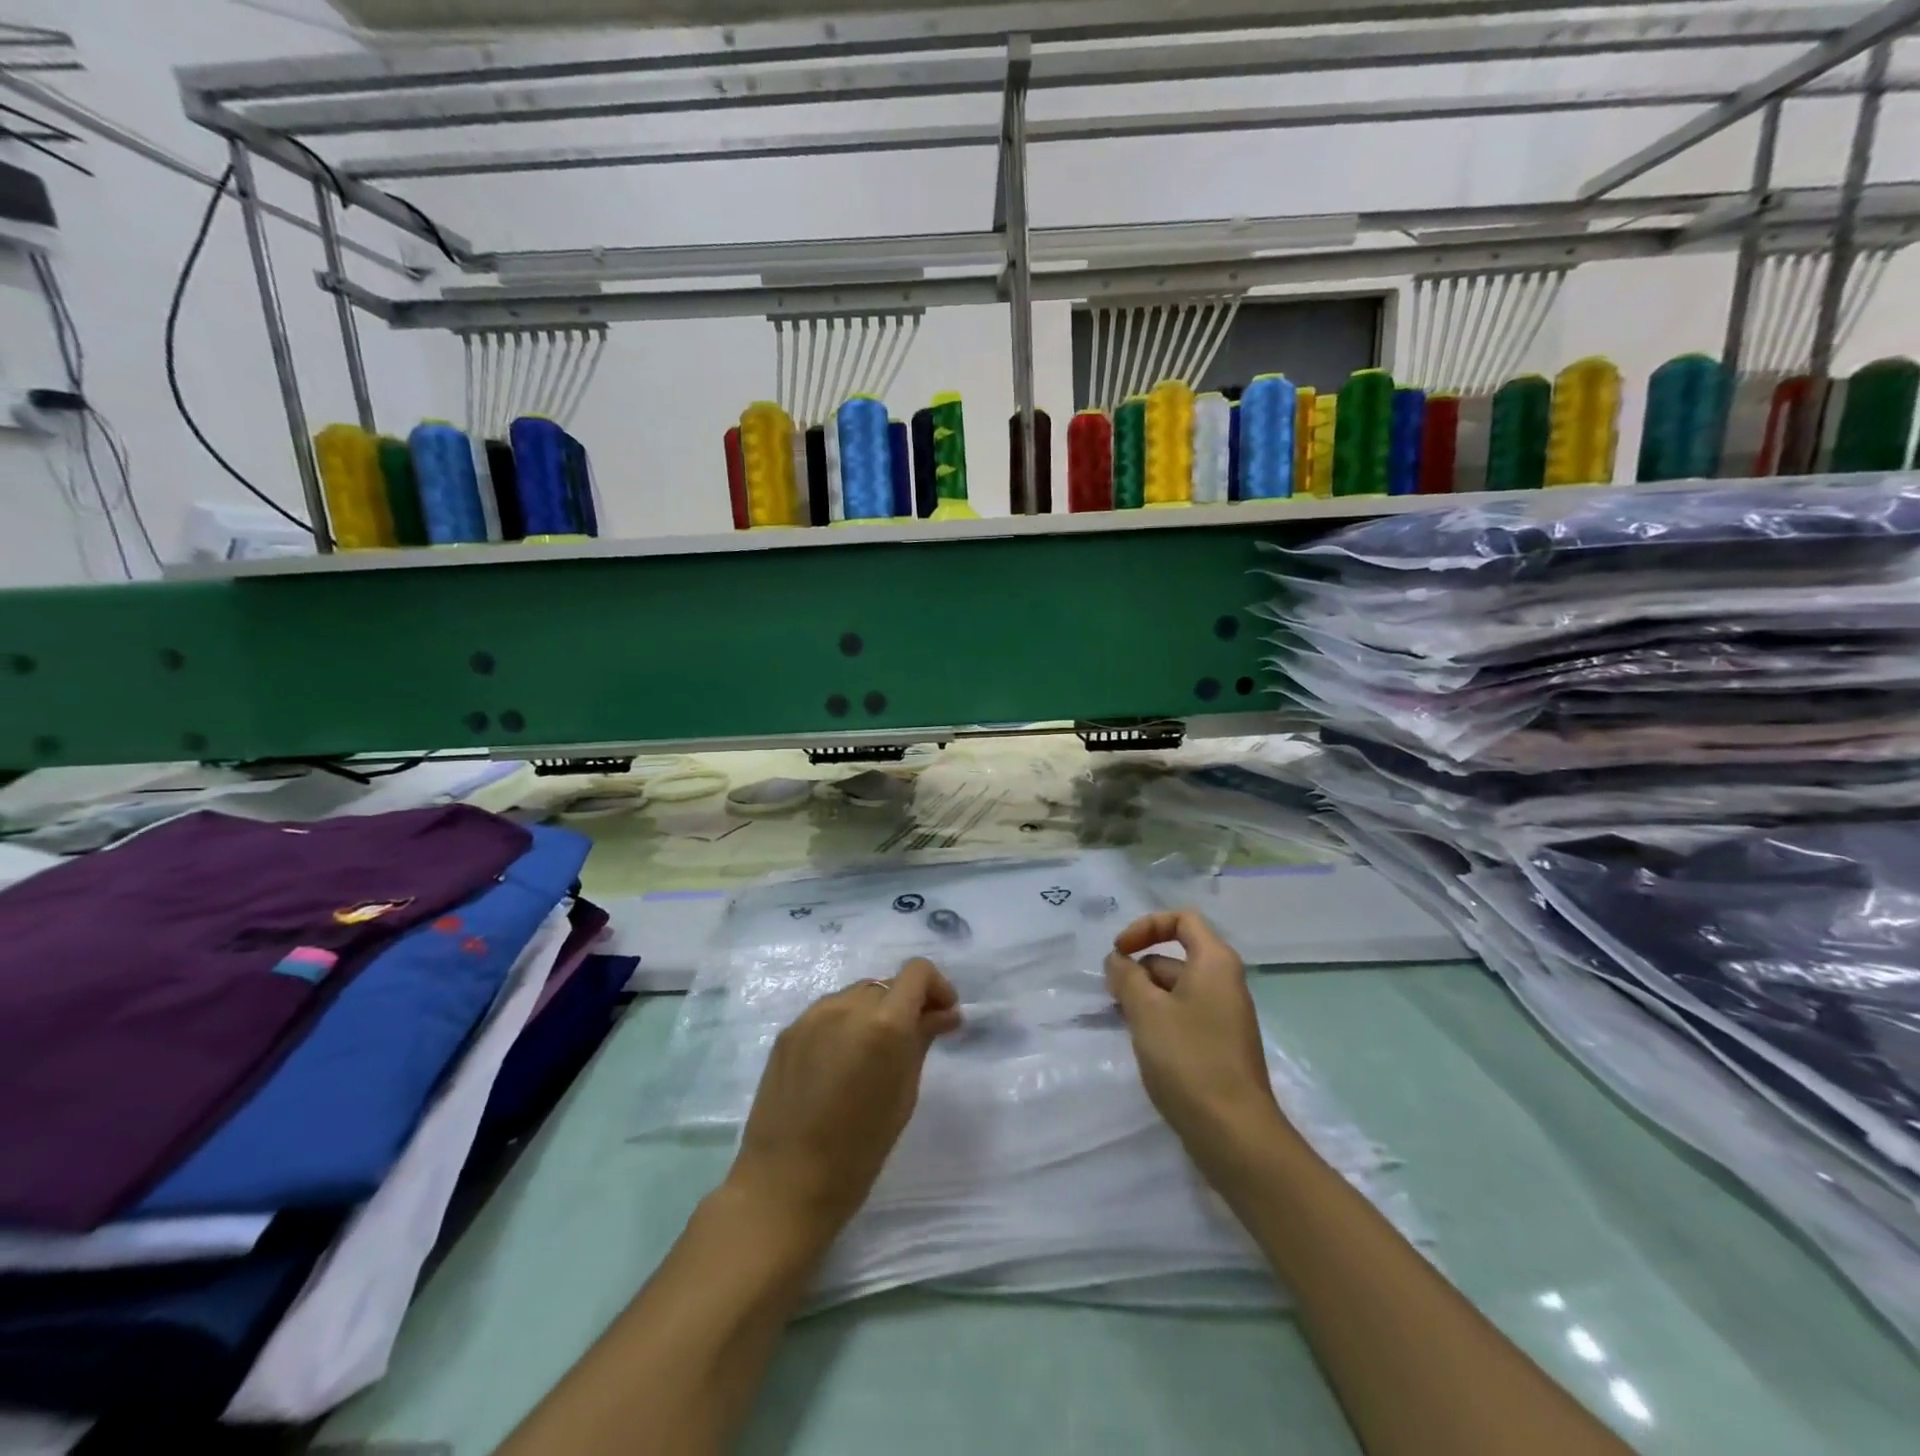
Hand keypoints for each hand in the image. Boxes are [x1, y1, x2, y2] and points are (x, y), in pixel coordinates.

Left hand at [726, 957, 961, 1246]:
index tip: (943, 1016)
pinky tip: (840, 1063)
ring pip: (856, 995)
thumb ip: (922, 1041)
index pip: (917, 972)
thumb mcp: (904, 1095)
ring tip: (873, 1054)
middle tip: (913, 1040)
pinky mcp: (788, 1031)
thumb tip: (943, 1014)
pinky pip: (828, 1013)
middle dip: (906, 1004)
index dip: (937, 987)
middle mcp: (848, 1006)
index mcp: (884, 1023)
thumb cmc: (858, 1151)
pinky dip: (845, 1025)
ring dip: (874, 1012)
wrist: (784, 1183)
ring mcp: (813, 1016)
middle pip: (887, 985)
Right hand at [1104, 910, 1291, 1177]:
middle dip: (1139, 967)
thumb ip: (1126, 976)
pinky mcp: (1218, 1046)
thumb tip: (1118, 960)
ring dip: (1145, 996)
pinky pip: (1183, 1016)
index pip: (1181, 920)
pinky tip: (1140, 1042)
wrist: (1234, 1134)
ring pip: (1176, 989)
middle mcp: (1224, 982)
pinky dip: (1159, 1019)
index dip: (1146, 927)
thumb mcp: (1146, 1010)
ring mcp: (1223, 1017)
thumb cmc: (1189, 1059)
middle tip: (1111, 994)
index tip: (1119, 953)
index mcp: (1215, 962)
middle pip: (1175, 955)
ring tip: (1121, 1020)